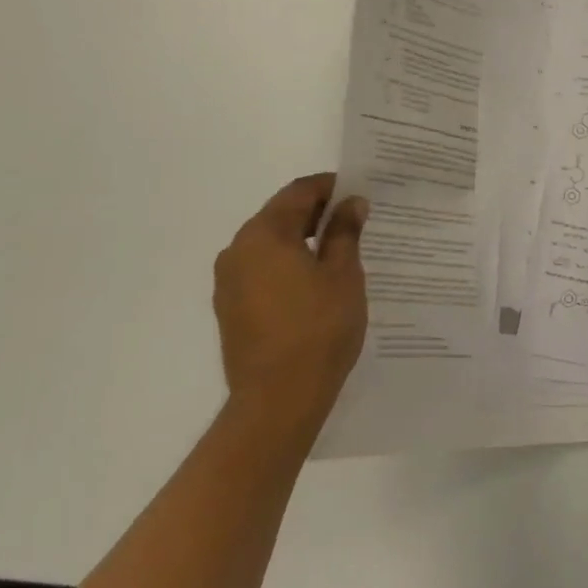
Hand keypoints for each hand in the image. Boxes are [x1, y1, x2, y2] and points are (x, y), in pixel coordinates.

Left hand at [213, 174, 368, 429]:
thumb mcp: (343, 273)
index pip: (298, 192)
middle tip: (354, 221)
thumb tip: (351, 202)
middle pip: (280, 215)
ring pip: (269, 244)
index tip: (358, 192)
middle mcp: (238, 250)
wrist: (277, 401)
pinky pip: (261, 271)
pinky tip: (314, 284)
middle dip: (316, 213)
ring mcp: (229, 282)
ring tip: (338, 253)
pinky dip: (287, 266)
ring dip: (301, 241)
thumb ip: (345, 231)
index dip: (330, 186)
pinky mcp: (230, 309)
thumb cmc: (318, 329)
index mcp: (264, 234)